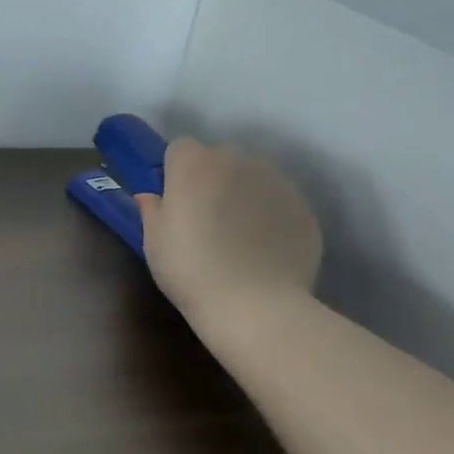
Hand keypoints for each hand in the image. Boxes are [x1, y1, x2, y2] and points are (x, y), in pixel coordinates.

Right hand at [134, 139, 321, 323]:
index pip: (180, 149)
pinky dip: (271, 216)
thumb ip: (152, 210)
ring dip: (243, 194)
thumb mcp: (154, 242)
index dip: (175, 173)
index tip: (174, 201)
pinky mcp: (304, 207)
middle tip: (206, 219)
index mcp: (194, 165)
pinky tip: (264, 250)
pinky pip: (279, 202)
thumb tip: (150, 197)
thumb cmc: (190, 270)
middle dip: (212, 179)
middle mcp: (237, 161)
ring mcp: (276, 182)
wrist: (255, 305)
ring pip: (253, 177)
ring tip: (239, 236)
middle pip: (220, 158)